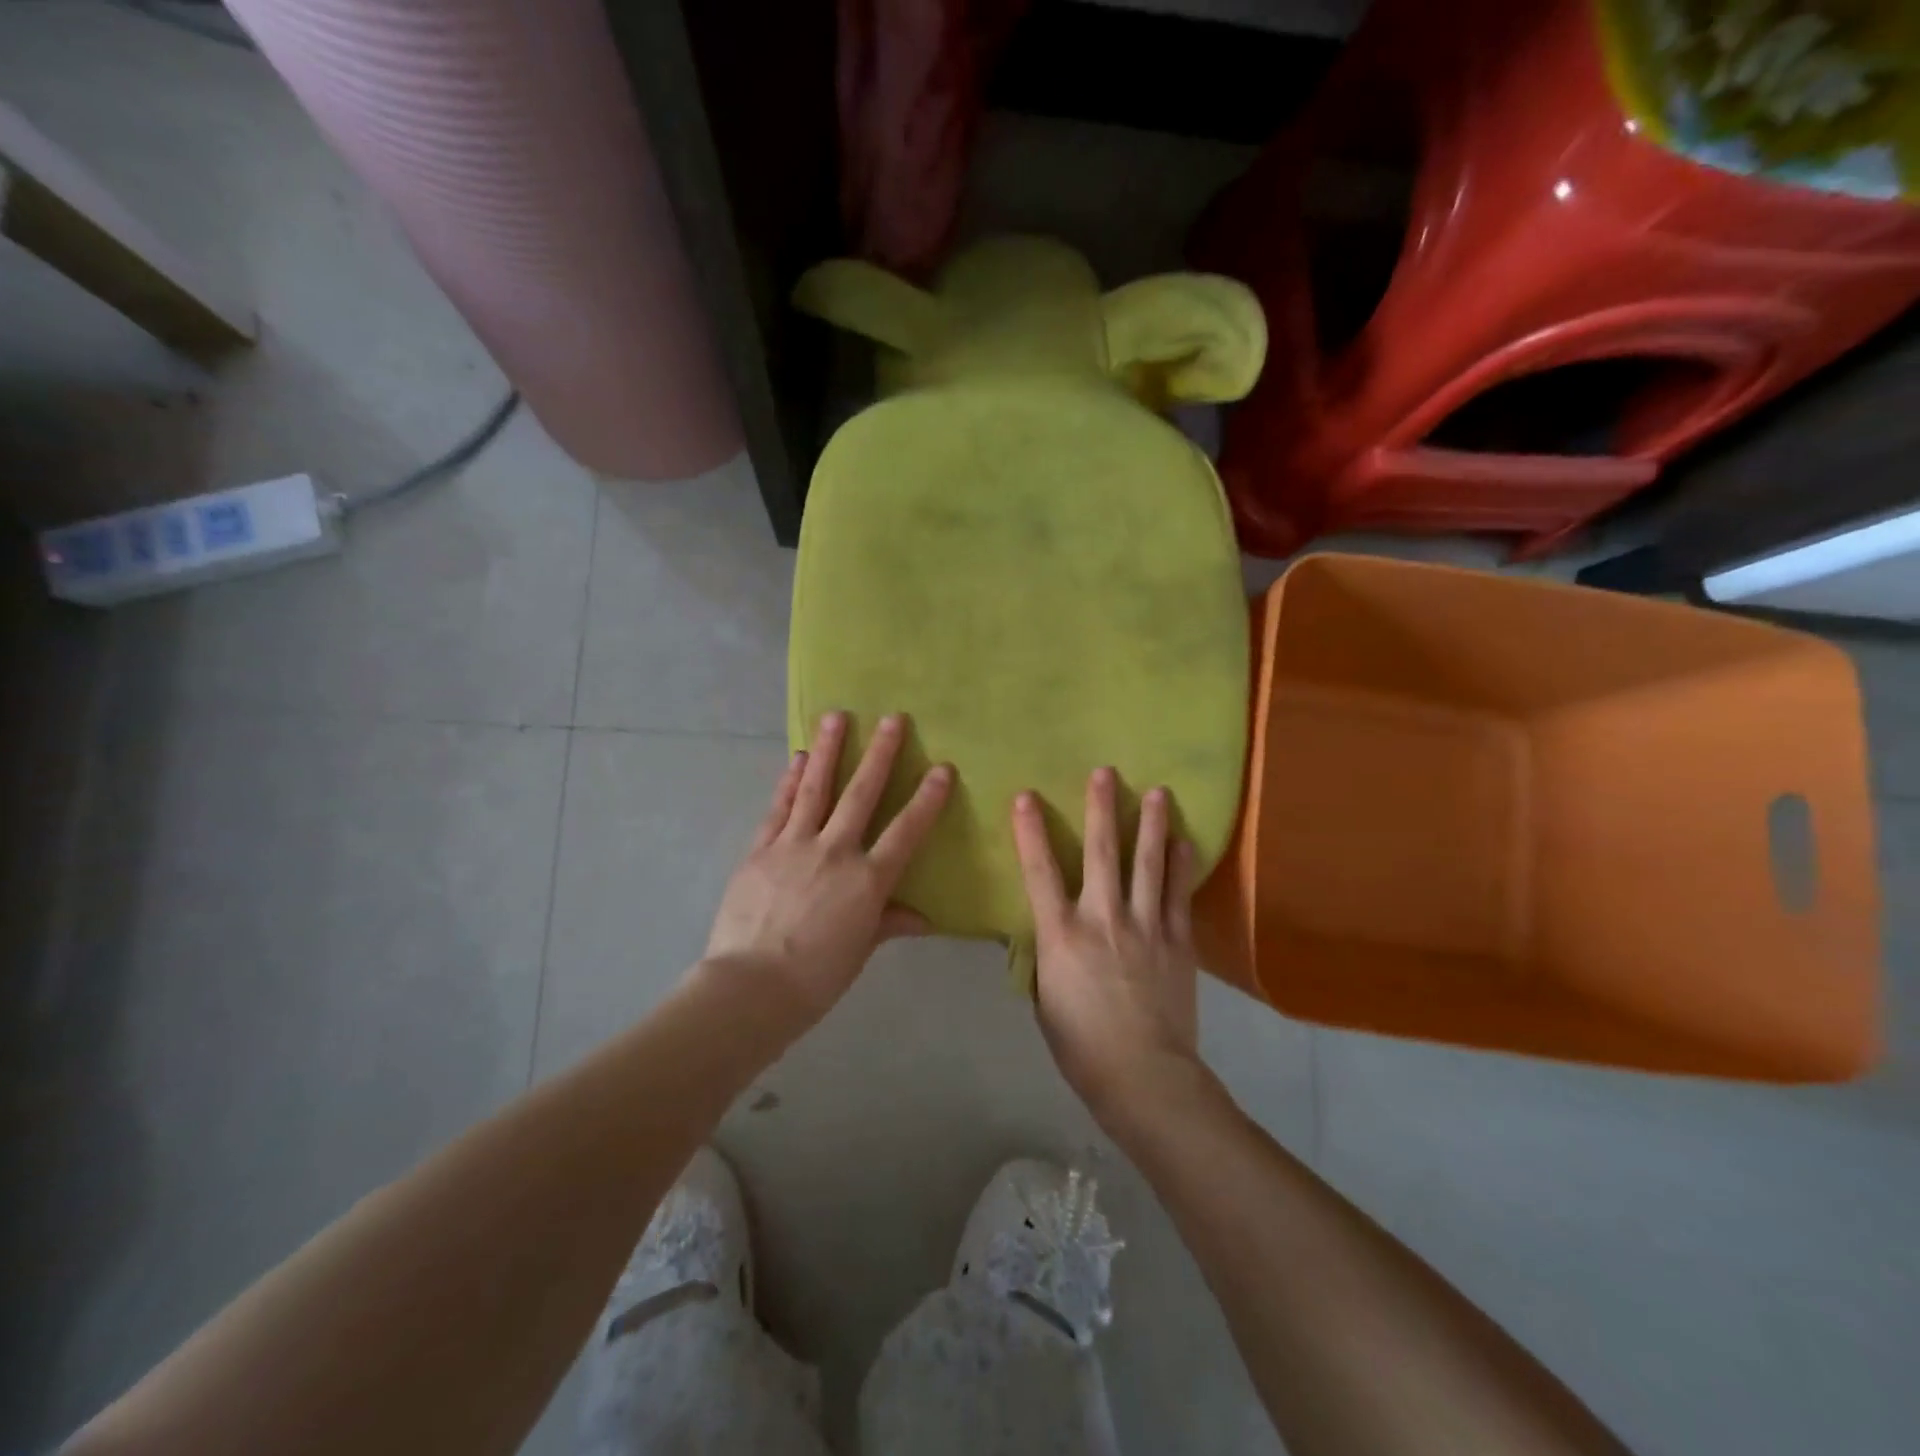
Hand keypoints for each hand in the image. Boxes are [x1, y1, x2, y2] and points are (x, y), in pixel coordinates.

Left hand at [703, 711, 951, 1022]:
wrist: (750, 988)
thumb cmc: (815, 978)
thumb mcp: (860, 950)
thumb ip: (889, 923)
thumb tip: (922, 918)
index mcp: (867, 881)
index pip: (905, 831)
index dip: (926, 799)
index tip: (942, 768)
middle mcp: (834, 852)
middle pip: (861, 795)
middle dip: (880, 754)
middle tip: (893, 718)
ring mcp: (793, 846)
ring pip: (815, 789)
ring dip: (829, 750)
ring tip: (836, 716)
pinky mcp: (760, 849)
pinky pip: (778, 808)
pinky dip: (789, 781)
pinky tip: (798, 759)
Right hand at [1011, 767, 1203, 1124]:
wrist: (1144, 1075)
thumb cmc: (1081, 1044)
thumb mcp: (1045, 999)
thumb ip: (1047, 956)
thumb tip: (1050, 932)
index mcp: (1061, 934)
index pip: (1039, 872)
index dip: (1031, 832)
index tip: (1027, 796)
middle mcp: (1103, 918)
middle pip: (1101, 853)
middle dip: (1101, 809)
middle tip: (1106, 772)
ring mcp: (1145, 926)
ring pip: (1148, 864)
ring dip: (1151, 825)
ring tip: (1158, 791)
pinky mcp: (1177, 942)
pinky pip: (1179, 895)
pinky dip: (1182, 866)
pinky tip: (1185, 841)